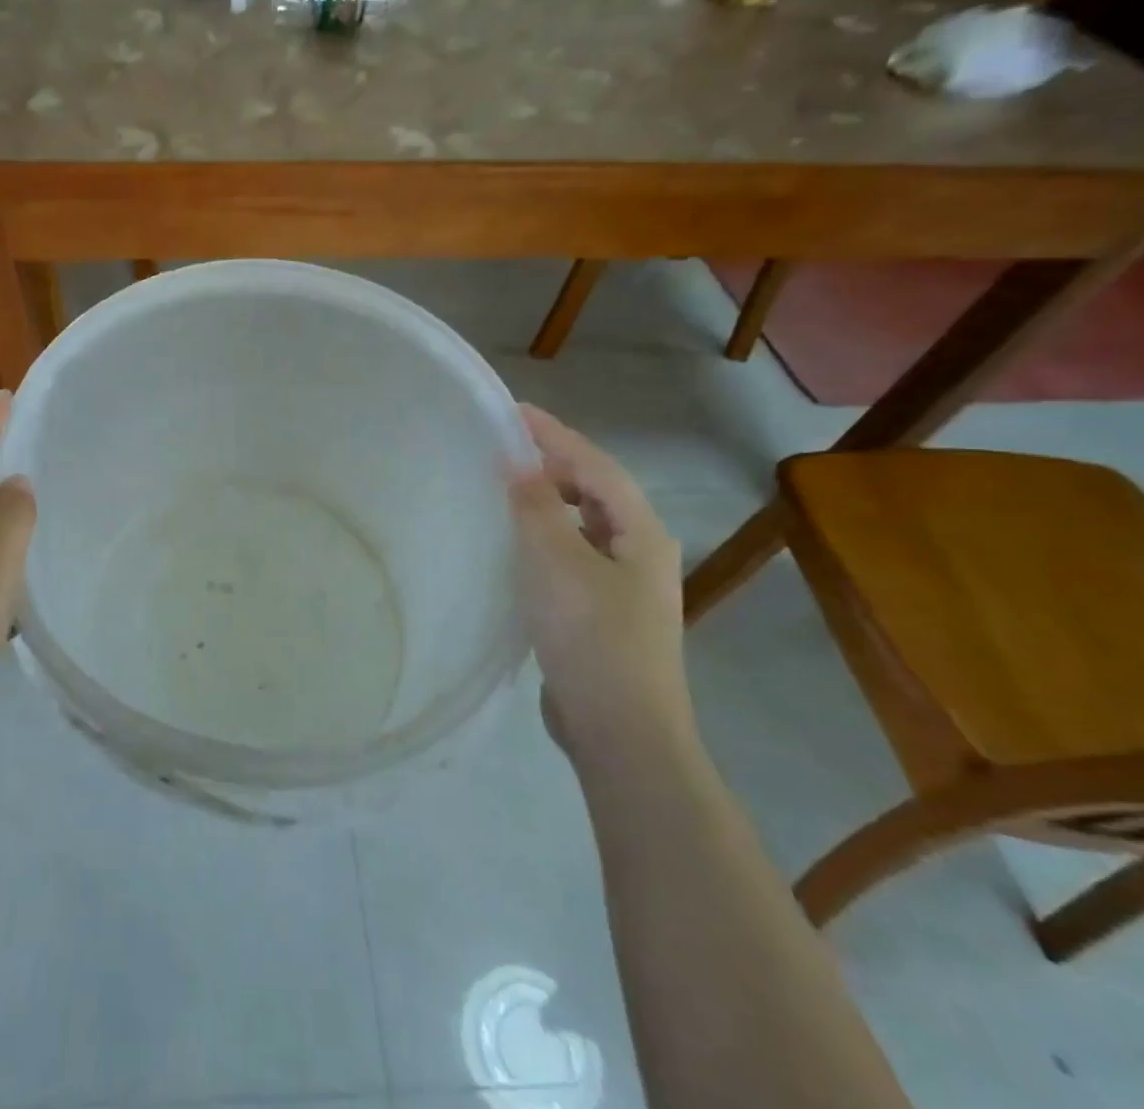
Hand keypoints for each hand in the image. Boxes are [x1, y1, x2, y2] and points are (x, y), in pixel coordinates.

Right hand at [508, 405, 689, 760]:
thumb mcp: (555, 562)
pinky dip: (545, 535)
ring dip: (548, 500)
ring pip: (583, 523)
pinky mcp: (603, 612)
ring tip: (506, 488)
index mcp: (641, 532)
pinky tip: (518, 545)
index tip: (512, 411)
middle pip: (594, 490)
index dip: (553, 435)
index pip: (594, 466)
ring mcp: (625, 585)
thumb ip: (534, 505)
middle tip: (502, 448)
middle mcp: (640, 551)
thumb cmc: (591, 636)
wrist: (621, 732)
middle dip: (552, 464)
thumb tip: (514, 458)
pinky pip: (572, 554)